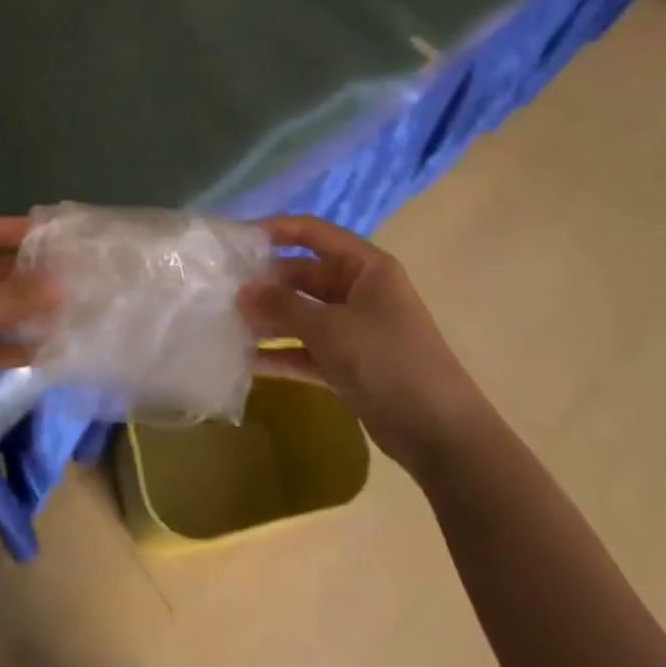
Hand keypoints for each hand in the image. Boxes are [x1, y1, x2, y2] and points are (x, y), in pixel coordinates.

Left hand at [0, 217, 57, 434]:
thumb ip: (11, 296)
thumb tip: (61, 285)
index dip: (26, 231)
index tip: (65, 235)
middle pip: (3, 272)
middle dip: (37, 276)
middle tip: (82, 278)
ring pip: (4, 310)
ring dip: (32, 313)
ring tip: (76, 313)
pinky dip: (20, 348)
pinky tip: (52, 350)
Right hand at [240, 215, 474, 461]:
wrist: (441, 436)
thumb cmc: (388, 362)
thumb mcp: (331, 328)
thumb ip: (283, 307)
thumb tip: (243, 292)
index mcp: (366, 267)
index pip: (315, 233)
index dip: (277, 230)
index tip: (238, 237)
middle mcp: (360, 291)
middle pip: (305, 275)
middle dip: (267, 283)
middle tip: (224, 290)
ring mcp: (355, 329)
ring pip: (303, 314)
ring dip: (270, 319)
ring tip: (227, 322)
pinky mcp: (350, 365)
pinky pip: (308, 350)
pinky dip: (282, 354)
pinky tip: (246, 361)